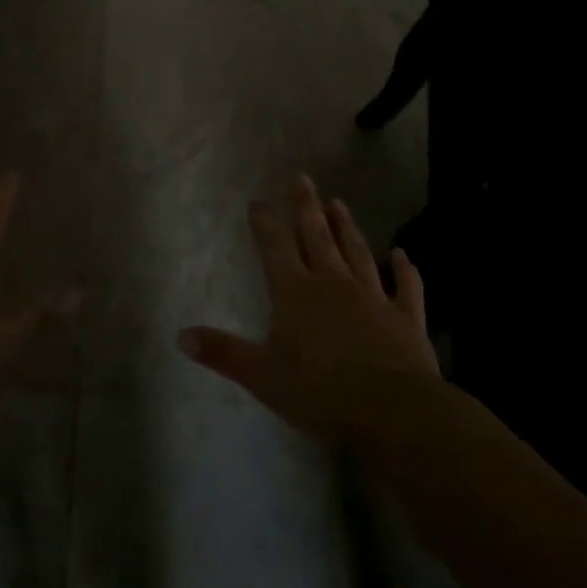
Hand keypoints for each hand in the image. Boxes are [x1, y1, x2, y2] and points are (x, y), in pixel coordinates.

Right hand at [180, 175, 440, 444]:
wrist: (393, 409)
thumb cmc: (320, 392)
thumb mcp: (262, 376)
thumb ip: (223, 353)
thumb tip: (181, 335)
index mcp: (295, 293)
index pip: (275, 248)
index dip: (264, 223)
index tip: (258, 201)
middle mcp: (333, 283)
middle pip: (317, 237)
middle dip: (307, 207)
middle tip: (302, 178)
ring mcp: (373, 297)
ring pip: (357, 252)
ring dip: (346, 227)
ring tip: (338, 203)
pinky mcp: (405, 317)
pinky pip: (405, 287)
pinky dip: (405, 270)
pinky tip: (403, 255)